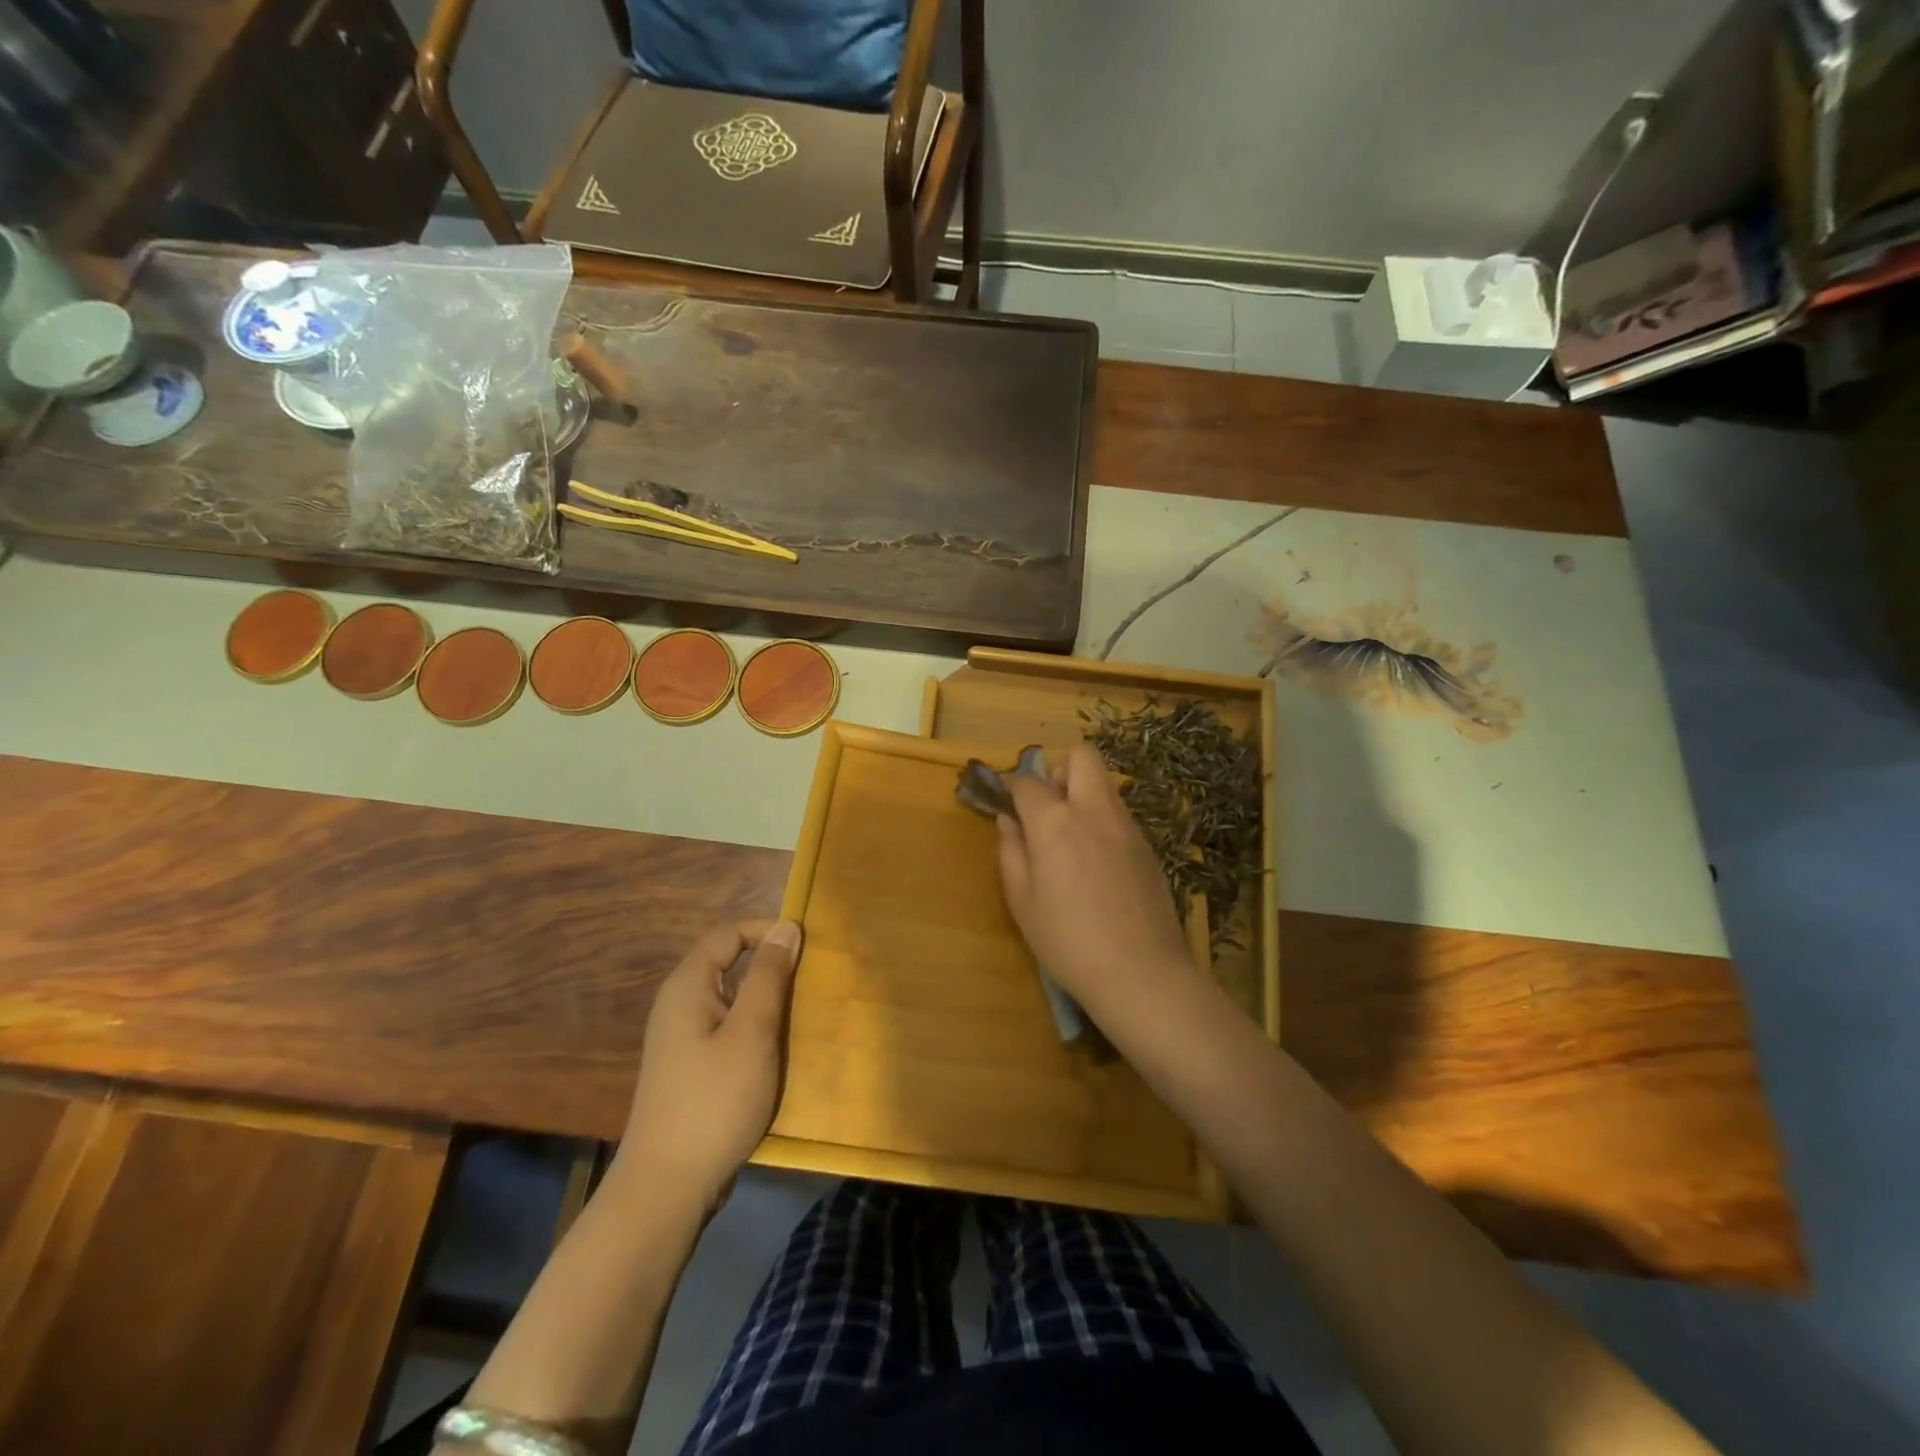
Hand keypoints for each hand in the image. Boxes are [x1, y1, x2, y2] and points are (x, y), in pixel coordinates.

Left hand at [620, 919, 802, 1216]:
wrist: (667, 1187)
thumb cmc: (714, 1100)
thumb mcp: (752, 1032)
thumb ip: (769, 977)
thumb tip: (786, 927)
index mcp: (687, 987)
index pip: (727, 934)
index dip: (766, 931)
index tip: (806, 945)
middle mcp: (678, 1005)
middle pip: (727, 964)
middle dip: (770, 965)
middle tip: (810, 978)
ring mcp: (682, 1039)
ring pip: (730, 999)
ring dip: (765, 999)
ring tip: (801, 1011)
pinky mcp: (690, 1069)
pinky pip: (727, 1029)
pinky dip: (754, 1027)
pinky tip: (777, 1049)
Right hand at [995, 746, 1208, 1042]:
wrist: (1142, 973)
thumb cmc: (1068, 941)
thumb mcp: (1022, 901)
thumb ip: (1011, 851)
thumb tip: (1009, 820)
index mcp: (1056, 822)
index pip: (1028, 782)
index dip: (1009, 784)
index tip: (1000, 796)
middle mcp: (1095, 811)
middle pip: (1082, 758)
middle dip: (1059, 771)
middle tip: (1047, 808)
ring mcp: (1128, 826)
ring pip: (1105, 785)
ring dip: (1083, 795)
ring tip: (1069, 840)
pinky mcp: (1148, 847)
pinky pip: (1120, 814)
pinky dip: (1102, 821)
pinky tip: (1096, 865)